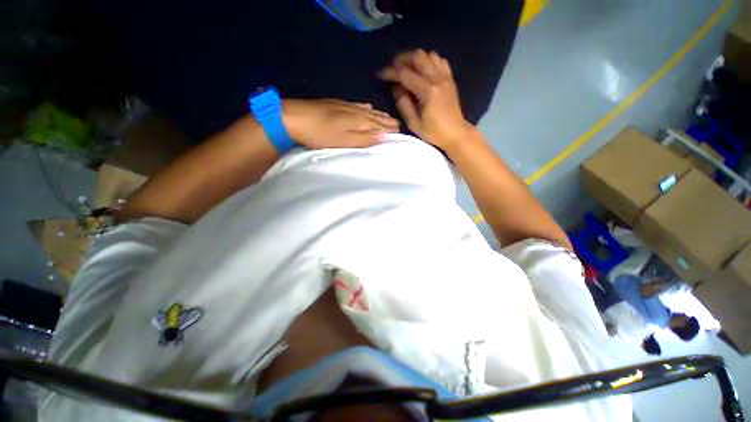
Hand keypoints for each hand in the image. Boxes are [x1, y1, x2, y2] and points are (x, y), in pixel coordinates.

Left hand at [282, 99, 398, 148]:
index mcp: (358, 120)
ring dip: (378, 114)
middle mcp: (355, 111)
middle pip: (375, 116)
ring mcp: (345, 106)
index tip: (400, 130)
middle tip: (398, 123)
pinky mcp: (336, 104)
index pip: (379, 124)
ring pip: (367, 110)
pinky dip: (365, 107)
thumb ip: (364, 138)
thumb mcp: (344, 141)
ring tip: (387, 116)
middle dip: (387, 120)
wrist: (294, 117)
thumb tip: (384, 136)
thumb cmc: (320, 134)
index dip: (389, 128)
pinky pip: (357, 105)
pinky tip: (367, 106)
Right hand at [379, 49, 476, 150]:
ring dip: (415, 59)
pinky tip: (423, 70)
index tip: (381, 74)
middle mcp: (437, 78)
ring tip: (407, 69)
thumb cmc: (433, 132)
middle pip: (417, 56)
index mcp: (427, 91)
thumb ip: (403, 104)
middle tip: (393, 69)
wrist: (455, 133)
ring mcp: (445, 77)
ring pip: (429, 55)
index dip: (390, 72)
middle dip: (401, 59)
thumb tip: (396, 88)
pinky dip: (428, 60)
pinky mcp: (450, 78)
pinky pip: (439, 60)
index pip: (405, 74)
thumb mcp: (413, 123)